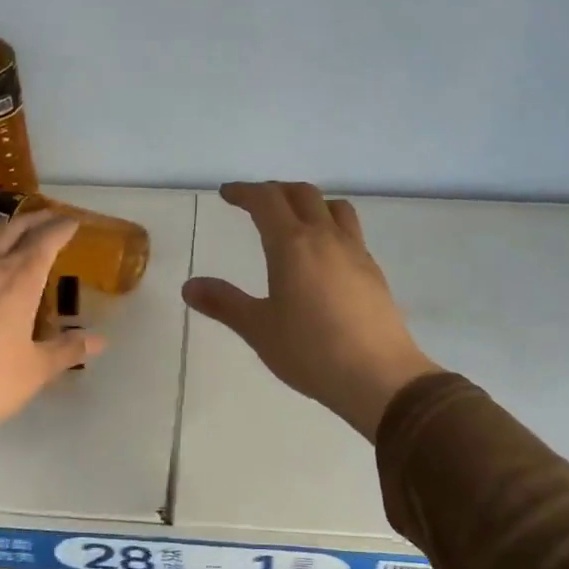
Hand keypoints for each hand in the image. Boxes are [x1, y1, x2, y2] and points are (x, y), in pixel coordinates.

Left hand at [0, 212, 103, 441]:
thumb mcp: (34, 370)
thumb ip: (66, 350)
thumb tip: (99, 341)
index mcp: (17, 281)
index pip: (44, 241)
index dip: (61, 228)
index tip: (73, 222)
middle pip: (12, 228)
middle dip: (35, 219)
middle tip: (50, 218)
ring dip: (1, 226)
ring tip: (11, 230)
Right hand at [183, 181, 439, 438]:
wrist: (379, 377)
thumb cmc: (311, 352)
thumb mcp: (259, 329)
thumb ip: (224, 303)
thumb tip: (189, 286)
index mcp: (293, 245)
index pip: (266, 201)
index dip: (244, 192)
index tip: (227, 194)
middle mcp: (326, 238)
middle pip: (302, 194)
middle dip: (275, 191)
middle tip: (256, 203)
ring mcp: (355, 252)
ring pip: (334, 207)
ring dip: (310, 203)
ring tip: (295, 220)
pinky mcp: (373, 272)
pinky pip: (350, 232)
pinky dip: (331, 227)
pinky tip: (323, 256)